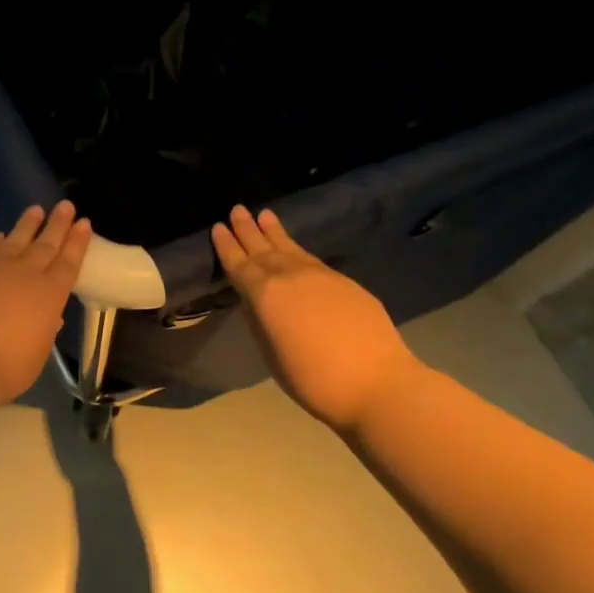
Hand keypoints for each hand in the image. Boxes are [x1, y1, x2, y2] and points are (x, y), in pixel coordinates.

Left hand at [0, 201, 91, 405]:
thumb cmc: (5, 367)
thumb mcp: (37, 352)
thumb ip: (44, 330)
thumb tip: (48, 317)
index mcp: (50, 294)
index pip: (69, 262)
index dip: (77, 242)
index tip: (84, 223)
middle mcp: (26, 273)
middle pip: (46, 243)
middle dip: (58, 224)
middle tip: (66, 206)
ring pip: (17, 237)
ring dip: (28, 223)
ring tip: (36, 210)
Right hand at [211, 205, 419, 432]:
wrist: (376, 383)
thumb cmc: (313, 379)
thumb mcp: (272, 354)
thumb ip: (262, 322)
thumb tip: (259, 303)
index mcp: (265, 295)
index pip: (240, 265)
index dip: (227, 246)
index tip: (218, 227)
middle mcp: (290, 277)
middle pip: (264, 249)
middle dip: (248, 230)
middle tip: (238, 209)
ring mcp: (321, 276)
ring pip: (291, 248)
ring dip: (274, 232)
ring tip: (264, 214)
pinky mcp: (345, 282)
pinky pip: (311, 258)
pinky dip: (297, 248)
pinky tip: (294, 248)